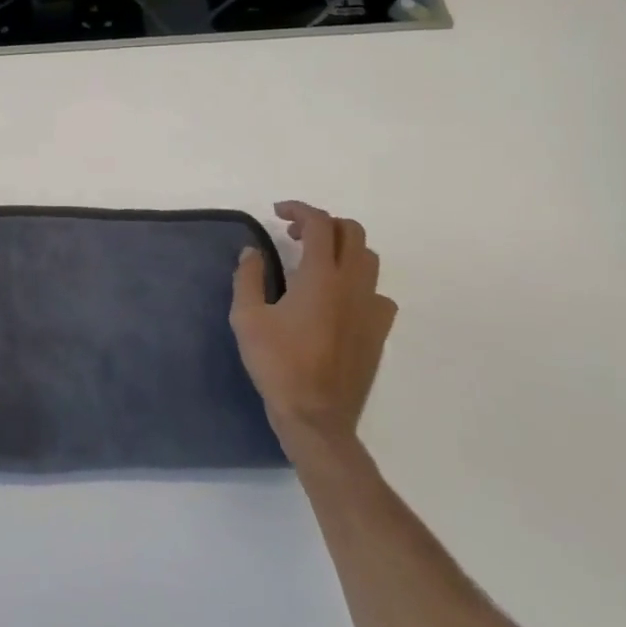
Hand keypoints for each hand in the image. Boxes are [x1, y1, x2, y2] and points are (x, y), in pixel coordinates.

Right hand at [230, 202, 396, 445]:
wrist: (316, 417)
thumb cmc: (277, 364)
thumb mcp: (246, 317)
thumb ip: (248, 277)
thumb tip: (253, 252)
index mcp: (320, 276)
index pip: (319, 223)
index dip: (299, 209)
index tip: (277, 213)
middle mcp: (352, 284)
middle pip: (352, 232)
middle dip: (323, 224)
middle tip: (295, 234)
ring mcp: (371, 308)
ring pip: (369, 259)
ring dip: (343, 248)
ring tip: (317, 261)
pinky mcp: (379, 331)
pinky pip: (379, 292)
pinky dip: (360, 282)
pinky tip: (340, 298)